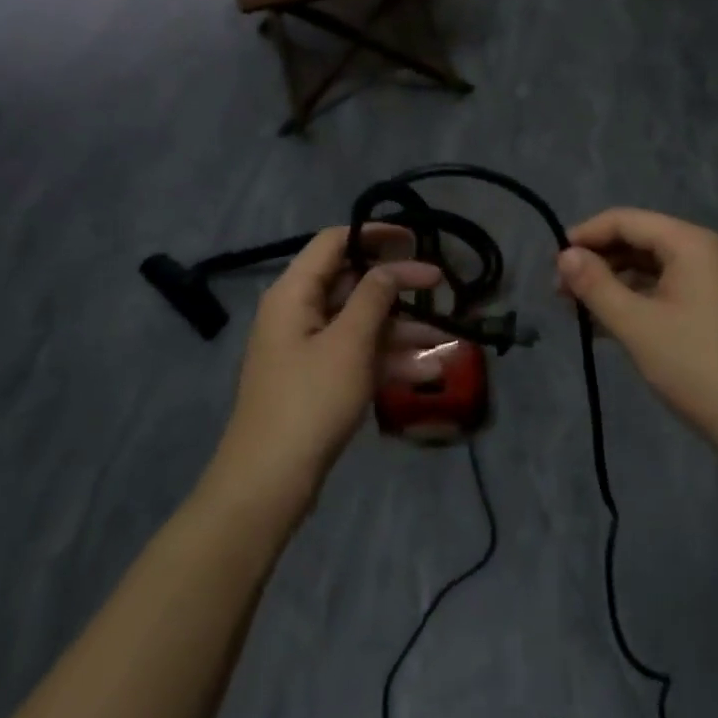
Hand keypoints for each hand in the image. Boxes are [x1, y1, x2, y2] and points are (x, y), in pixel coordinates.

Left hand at [210, 225, 442, 510]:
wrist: (268, 483)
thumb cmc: (310, 401)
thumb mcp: (349, 343)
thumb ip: (374, 296)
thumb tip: (391, 267)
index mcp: (294, 292)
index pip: (334, 242)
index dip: (374, 235)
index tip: (414, 239)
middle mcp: (298, 312)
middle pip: (352, 283)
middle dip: (398, 287)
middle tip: (440, 285)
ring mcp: (308, 348)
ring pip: (361, 323)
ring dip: (402, 329)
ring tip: (448, 338)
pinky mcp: (318, 380)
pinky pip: (358, 355)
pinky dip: (388, 359)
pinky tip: (428, 371)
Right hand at [557, 209, 717, 448]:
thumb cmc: (695, 365)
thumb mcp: (636, 324)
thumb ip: (596, 285)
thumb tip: (563, 256)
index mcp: (689, 243)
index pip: (626, 220)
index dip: (585, 235)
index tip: (552, 262)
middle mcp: (701, 252)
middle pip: (637, 241)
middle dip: (597, 262)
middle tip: (560, 292)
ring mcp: (707, 281)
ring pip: (647, 268)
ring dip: (611, 284)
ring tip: (576, 310)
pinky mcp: (708, 309)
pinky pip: (661, 291)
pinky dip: (632, 301)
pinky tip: (603, 325)